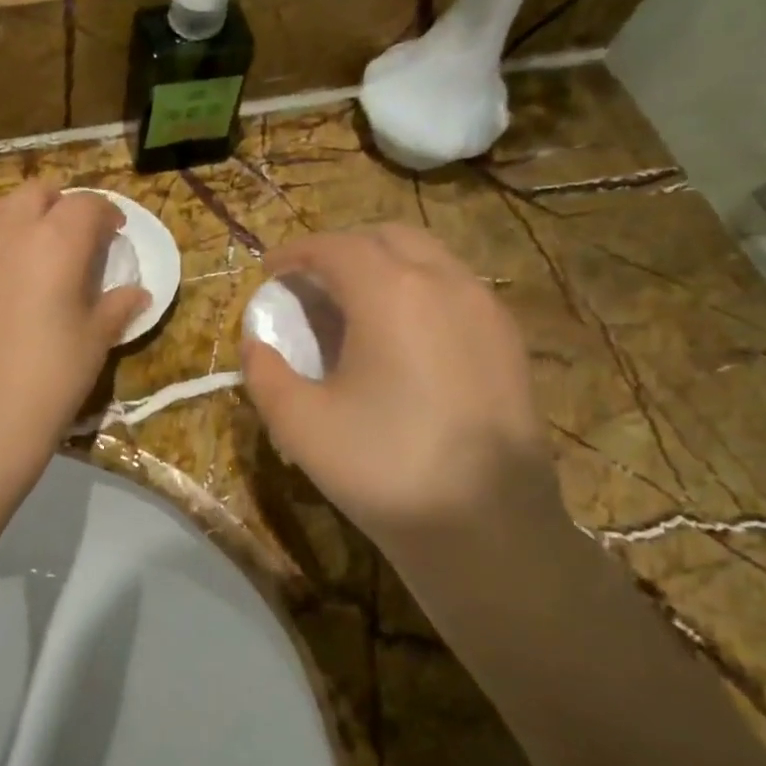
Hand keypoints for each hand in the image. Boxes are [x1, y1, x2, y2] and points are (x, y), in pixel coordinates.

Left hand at [0, 183, 146, 458]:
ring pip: (1, 205)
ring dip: (24, 212)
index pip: (86, 205)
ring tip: (38, 240)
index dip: (106, 213)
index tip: (116, 232)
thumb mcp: (96, 338)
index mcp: (57, 241)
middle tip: (79, 234)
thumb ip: (117, 306)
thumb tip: (138, 293)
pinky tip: (8, 267)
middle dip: (63, 204)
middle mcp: (14, 232)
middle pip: (39, 193)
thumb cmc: (54, 373)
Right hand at [240, 225, 564, 553]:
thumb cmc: (383, 468)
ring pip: (428, 258)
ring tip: (353, 307)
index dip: (295, 253)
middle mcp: (445, 284)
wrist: (487, 529)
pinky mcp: (508, 341)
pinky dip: (418, 291)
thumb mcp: (299, 423)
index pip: (335, 248)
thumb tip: (256, 344)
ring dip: (383, 266)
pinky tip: (401, 338)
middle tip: (310, 283)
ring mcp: (486, 310)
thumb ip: (264, 372)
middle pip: (386, 237)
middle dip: (341, 249)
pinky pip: (455, 290)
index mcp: (392, 293)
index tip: (269, 270)